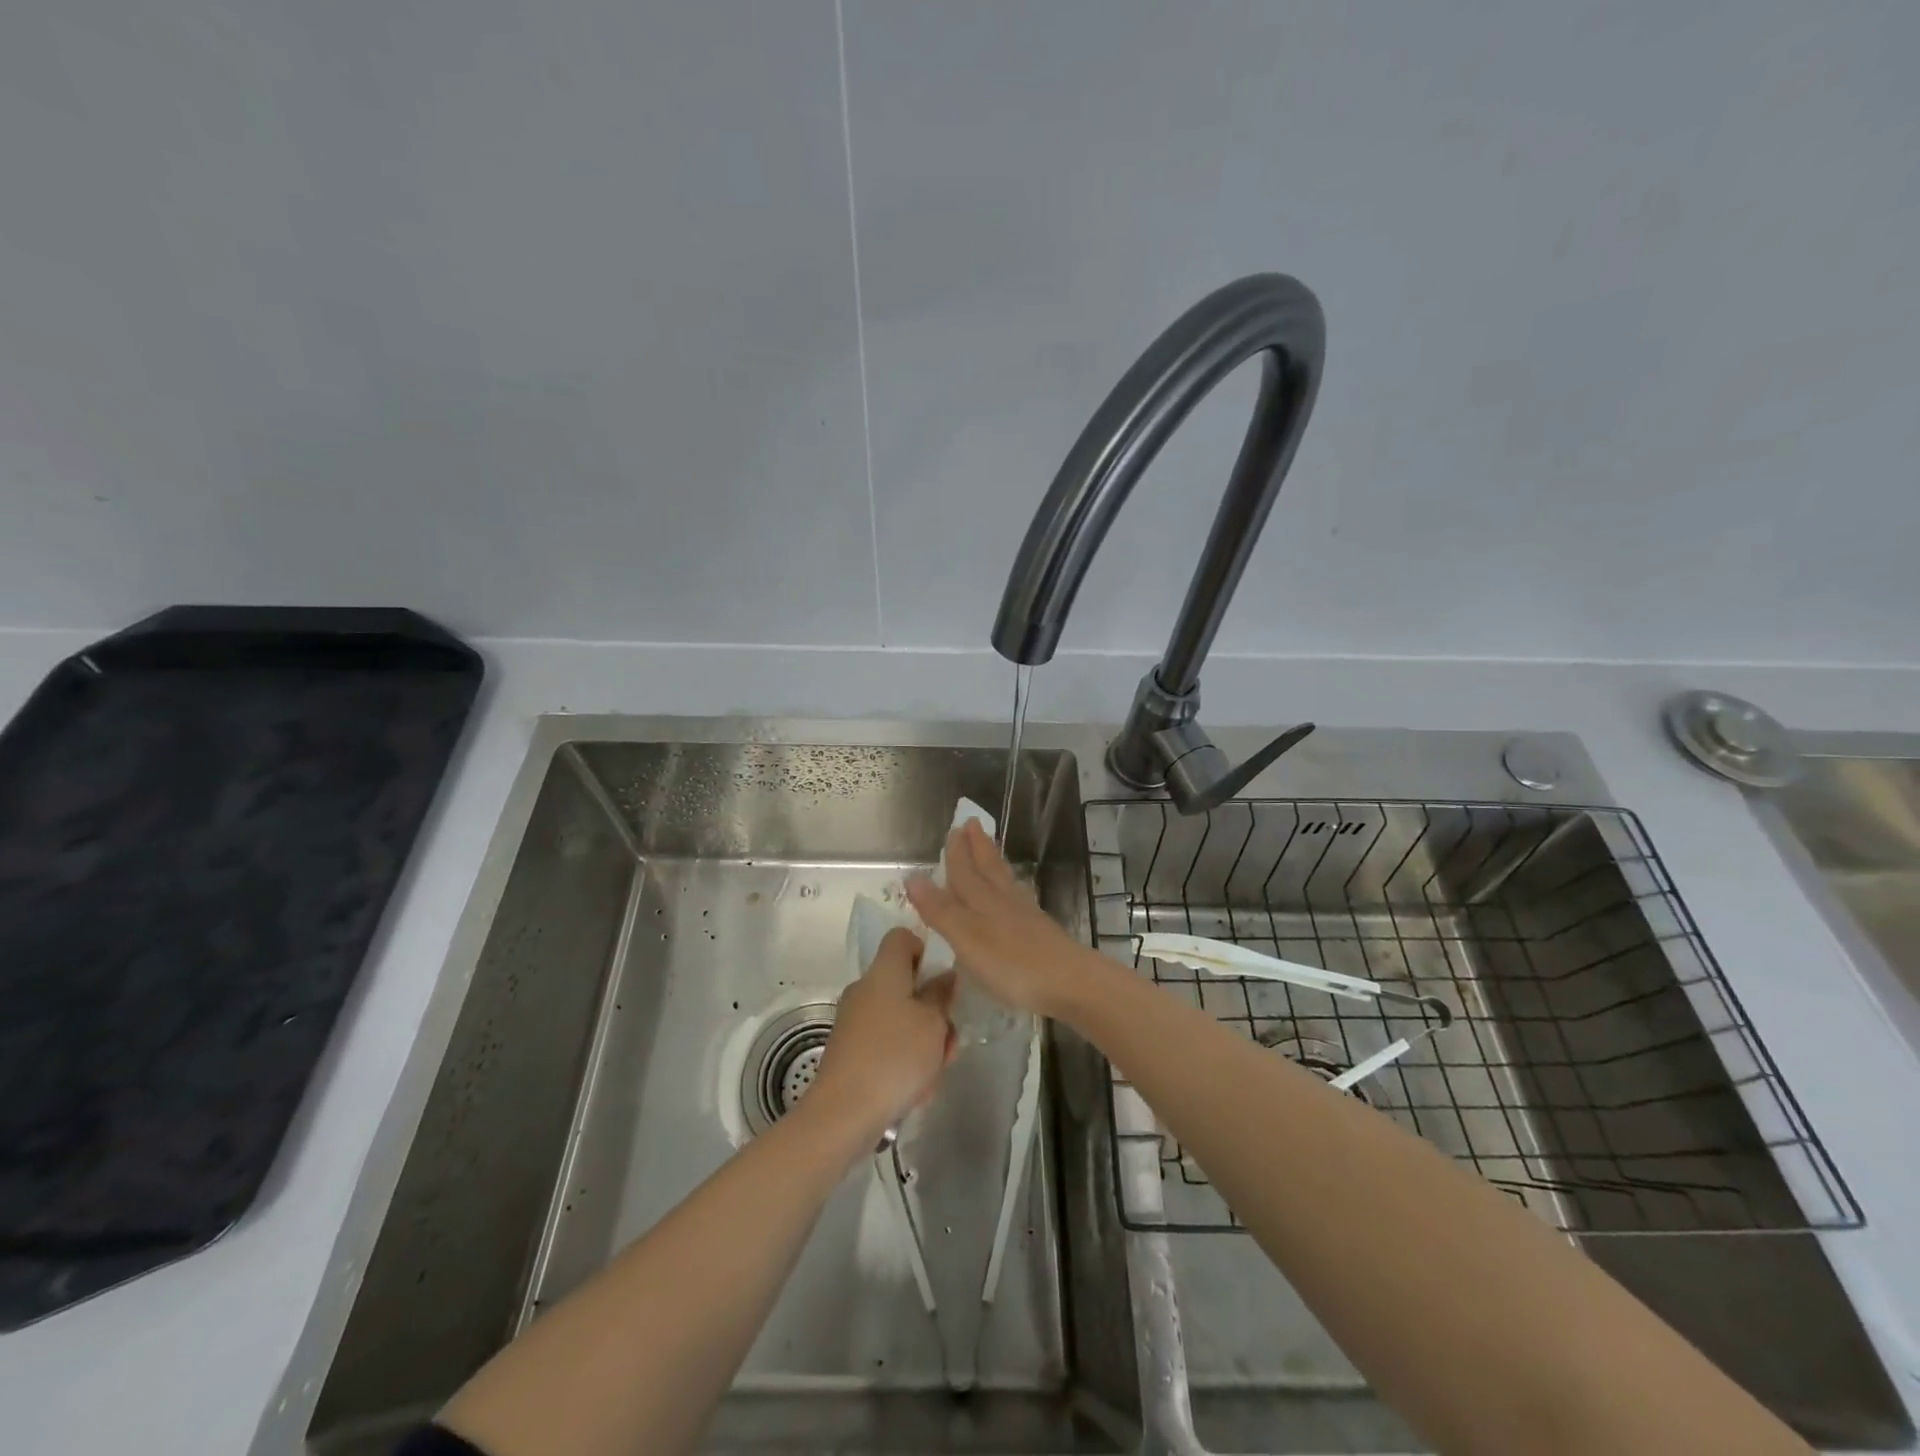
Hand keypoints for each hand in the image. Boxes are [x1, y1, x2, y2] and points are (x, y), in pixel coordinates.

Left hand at [811, 927, 954, 1137]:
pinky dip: (903, 1059)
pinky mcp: (849, 1050)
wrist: (844, 1113)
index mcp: (883, 971)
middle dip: (932, 1009)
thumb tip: (943, 975)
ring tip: (936, 1071)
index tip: (943, 980)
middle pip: (904, 983)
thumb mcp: (933, 1023)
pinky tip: (917, 1089)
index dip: (925, 950)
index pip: (901, 937)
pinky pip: (885, 1043)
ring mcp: (854, 1020)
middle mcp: (864, 989)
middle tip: (949, 1038)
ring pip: (899, 1018)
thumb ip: (941, 995)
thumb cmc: (895, 1056)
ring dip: (922, 1039)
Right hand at [905, 819, 1096, 1018]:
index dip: (956, 852)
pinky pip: (1017, 896)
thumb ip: (940, 910)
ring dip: (993, 861)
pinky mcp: (1039, 930)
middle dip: (977, 846)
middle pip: (988, 867)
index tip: (953, 828)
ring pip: (1004, 879)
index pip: (964, 871)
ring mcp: (1024, 914)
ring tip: (989, 848)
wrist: (1069, 982)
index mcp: (982, 900)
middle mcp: (1003, 900)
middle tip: (972, 824)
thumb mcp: (966, 938)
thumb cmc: (1011, 963)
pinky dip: (1009, 886)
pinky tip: (1013, 892)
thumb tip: (913, 875)